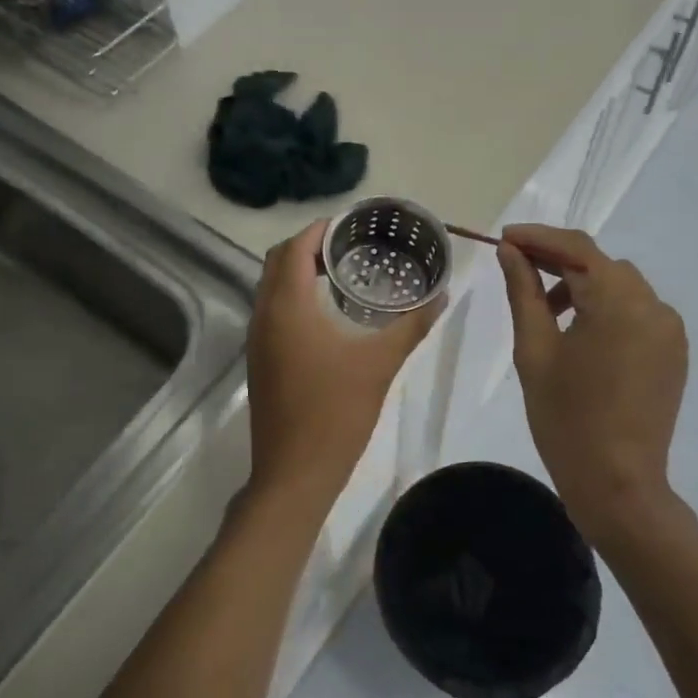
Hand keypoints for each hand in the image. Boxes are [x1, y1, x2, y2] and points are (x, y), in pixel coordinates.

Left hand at [247, 221, 440, 503]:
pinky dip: (293, 297)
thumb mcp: (381, 364)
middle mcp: (264, 315)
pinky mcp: (260, 360)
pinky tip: (328, 313)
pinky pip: (272, 311)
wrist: (295, 473)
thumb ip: (411, 326)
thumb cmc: (337, 412)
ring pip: (271, 287)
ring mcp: (257, 340)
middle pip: (277, 261)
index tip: (353, 225)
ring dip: (299, 272)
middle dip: (309, 246)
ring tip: (343, 273)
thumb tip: (441, 295)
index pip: (295, 247)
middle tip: (351, 247)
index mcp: (287, 307)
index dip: (320, 229)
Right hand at [498, 224, 686, 542]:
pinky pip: (637, 312)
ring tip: (547, 313)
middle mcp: (654, 305)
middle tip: (517, 269)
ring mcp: (669, 330)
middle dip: (559, 261)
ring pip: (620, 286)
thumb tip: (510, 252)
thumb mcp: (535, 350)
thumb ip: (523, 292)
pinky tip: (580, 335)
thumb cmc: (566, 418)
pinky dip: (606, 309)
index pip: (577, 249)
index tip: (505, 238)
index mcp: (619, 301)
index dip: (539, 237)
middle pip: (601, 264)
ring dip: (583, 286)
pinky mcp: (673, 352)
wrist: (618, 484)